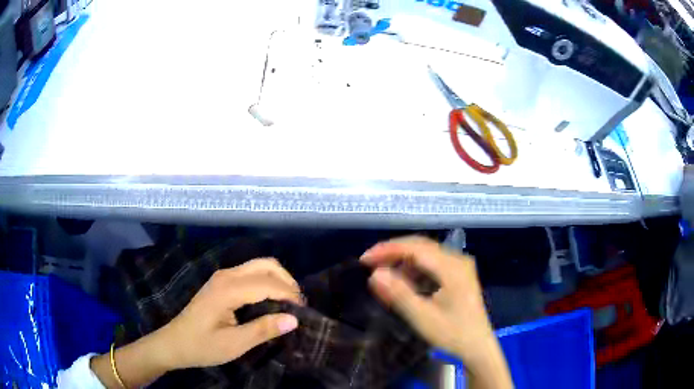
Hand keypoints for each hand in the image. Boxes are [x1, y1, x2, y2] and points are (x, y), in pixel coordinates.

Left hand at [91, 258, 302, 387]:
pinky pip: (250, 273)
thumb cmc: (202, 346)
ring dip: (277, 279)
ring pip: (258, 266)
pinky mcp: (221, 283)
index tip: (304, 312)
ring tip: (289, 302)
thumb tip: (294, 319)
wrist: (174, 343)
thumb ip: (263, 330)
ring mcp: (222, 277)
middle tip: (298, 305)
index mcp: (228, 289)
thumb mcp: (234, 344)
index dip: (289, 294)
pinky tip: (271, 300)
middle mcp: (226, 276)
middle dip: (287, 280)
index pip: (268, 283)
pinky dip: (267, 282)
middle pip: (265, 264)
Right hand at [361, 236, 512, 388]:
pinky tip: (403, 282)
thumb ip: (399, 294)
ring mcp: (460, 266)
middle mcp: (457, 260)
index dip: (387, 250)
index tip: (364, 259)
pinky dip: (414, 270)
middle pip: (420, 247)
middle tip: (369, 264)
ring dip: (403, 262)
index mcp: (452, 267)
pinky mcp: (458, 274)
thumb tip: (375, 274)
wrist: (478, 346)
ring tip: (383, 275)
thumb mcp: (422, 317)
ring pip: (425, 254)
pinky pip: (432, 264)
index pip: (415, 248)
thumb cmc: (452, 334)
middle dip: (393, 253)